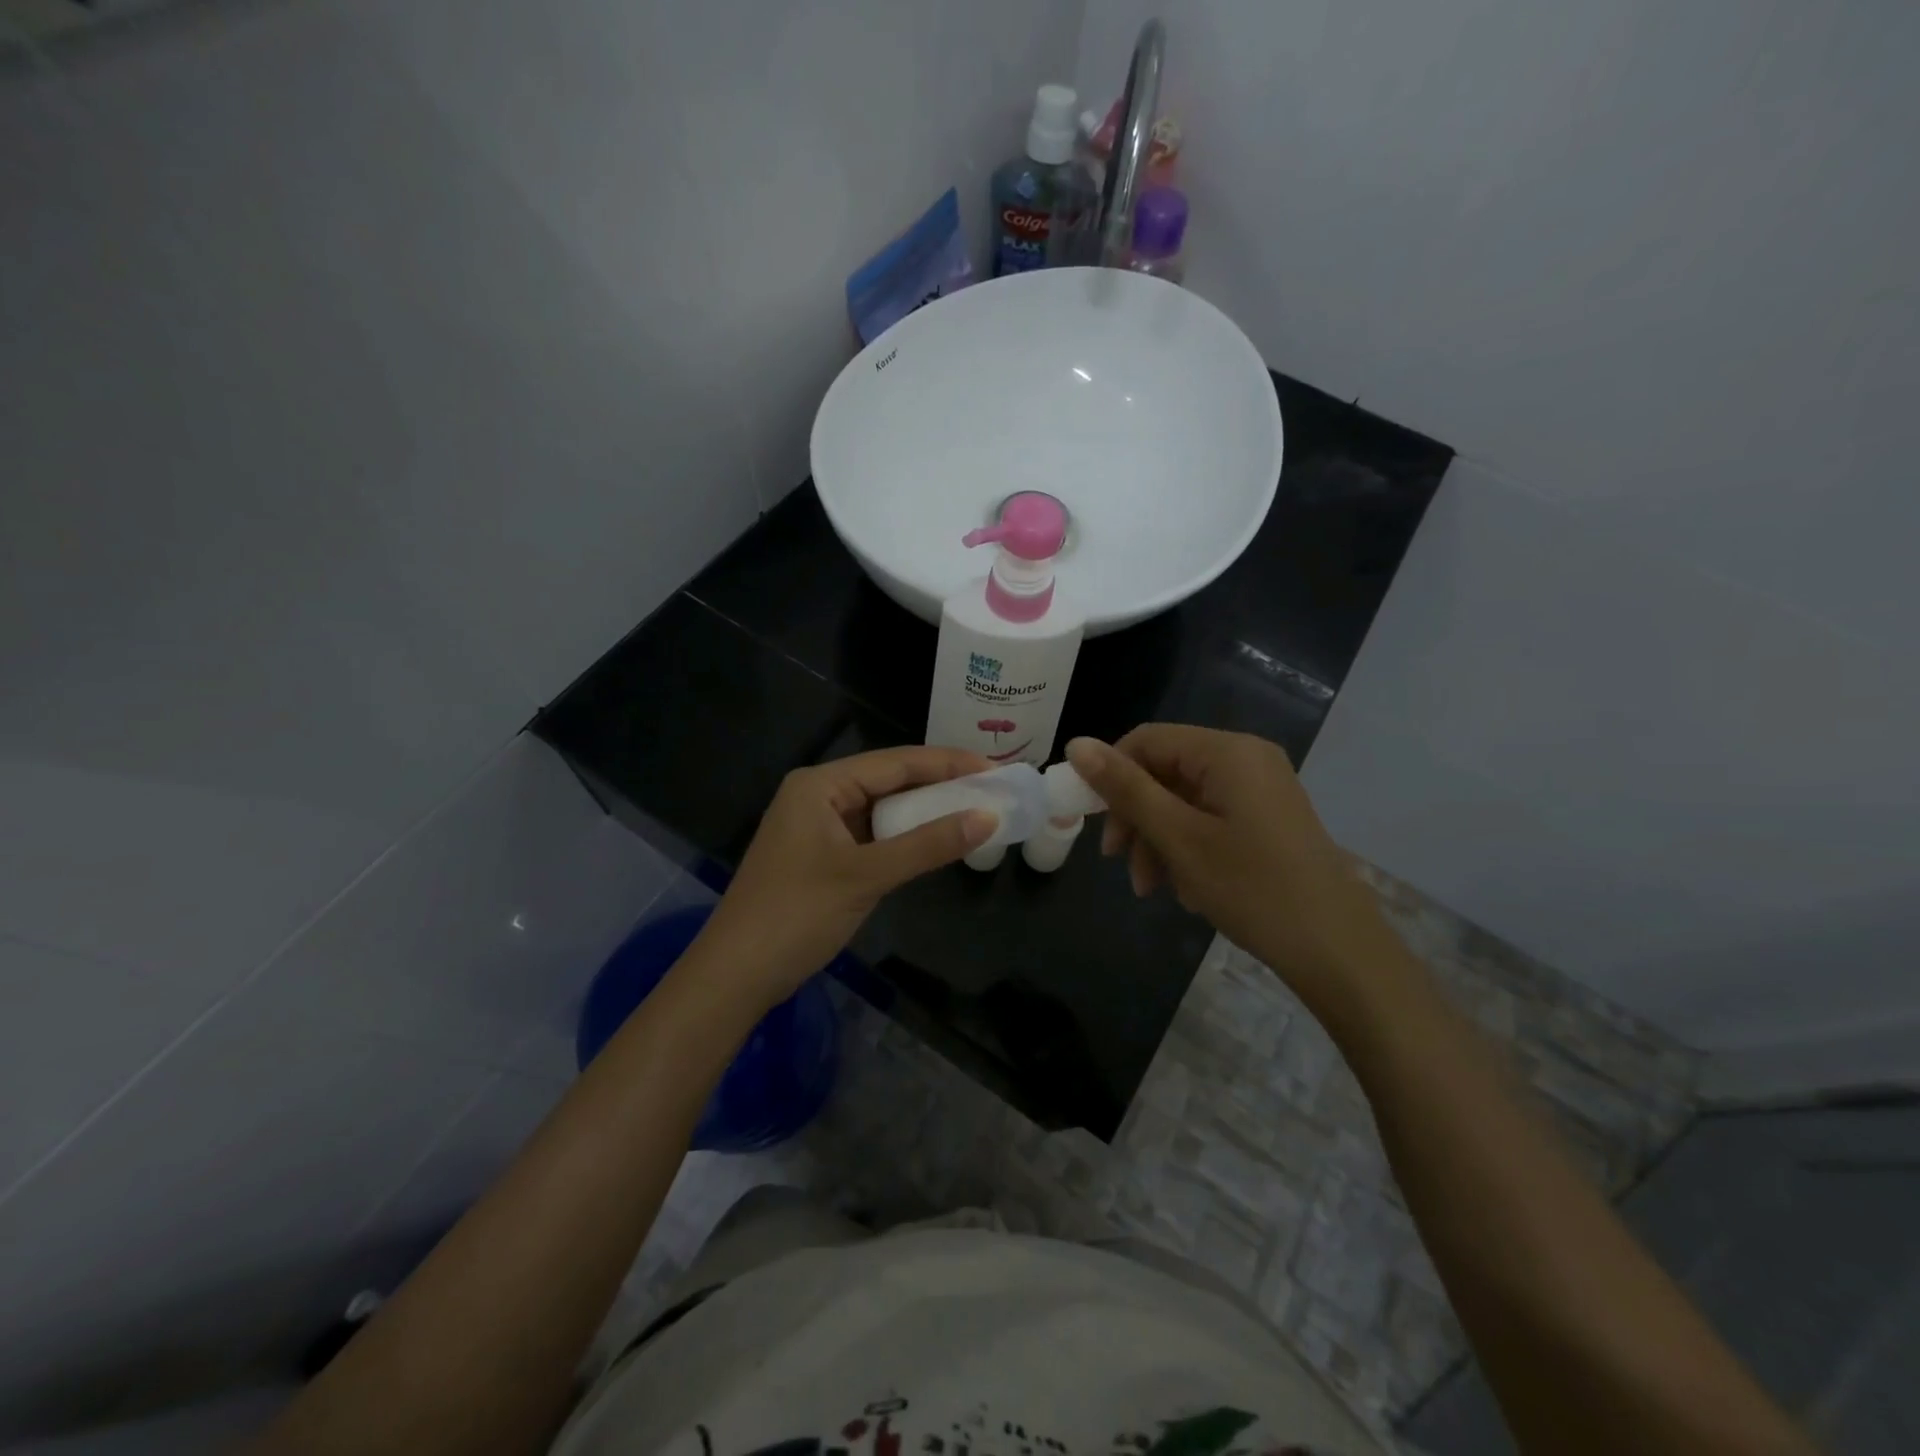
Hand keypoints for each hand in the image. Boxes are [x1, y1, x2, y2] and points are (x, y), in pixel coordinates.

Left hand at [692, 746, 996, 1010]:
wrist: (735, 976)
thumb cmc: (796, 914)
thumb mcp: (866, 876)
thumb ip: (928, 845)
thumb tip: (989, 818)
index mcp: (820, 784)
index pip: (896, 762)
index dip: (948, 763)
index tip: (994, 768)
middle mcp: (817, 795)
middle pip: (889, 782)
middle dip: (939, 786)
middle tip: (992, 791)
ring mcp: (818, 827)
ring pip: (882, 810)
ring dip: (923, 814)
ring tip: (974, 812)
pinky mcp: (821, 856)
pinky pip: (872, 836)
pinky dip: (903, 839)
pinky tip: (934, 842)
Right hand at [1065, 725, 1404, 1010]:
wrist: (1337, 951)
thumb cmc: (1252, 888)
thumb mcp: (1178, 837)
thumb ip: (1126, 789)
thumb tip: (1076, 743)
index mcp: (1227, 751)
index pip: (1146, 741)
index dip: (1111, 776)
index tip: (1095, 825)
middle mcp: (1246, 758)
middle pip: (1165, 771)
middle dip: (1137, 818)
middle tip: (1120, 865)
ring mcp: (1261, 789)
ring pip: (1184, 800)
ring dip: (1158, 841)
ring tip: (1153, 889)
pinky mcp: (1268, 818)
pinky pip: (1210, 818)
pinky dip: (1188, 848)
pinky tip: (1187, 890)